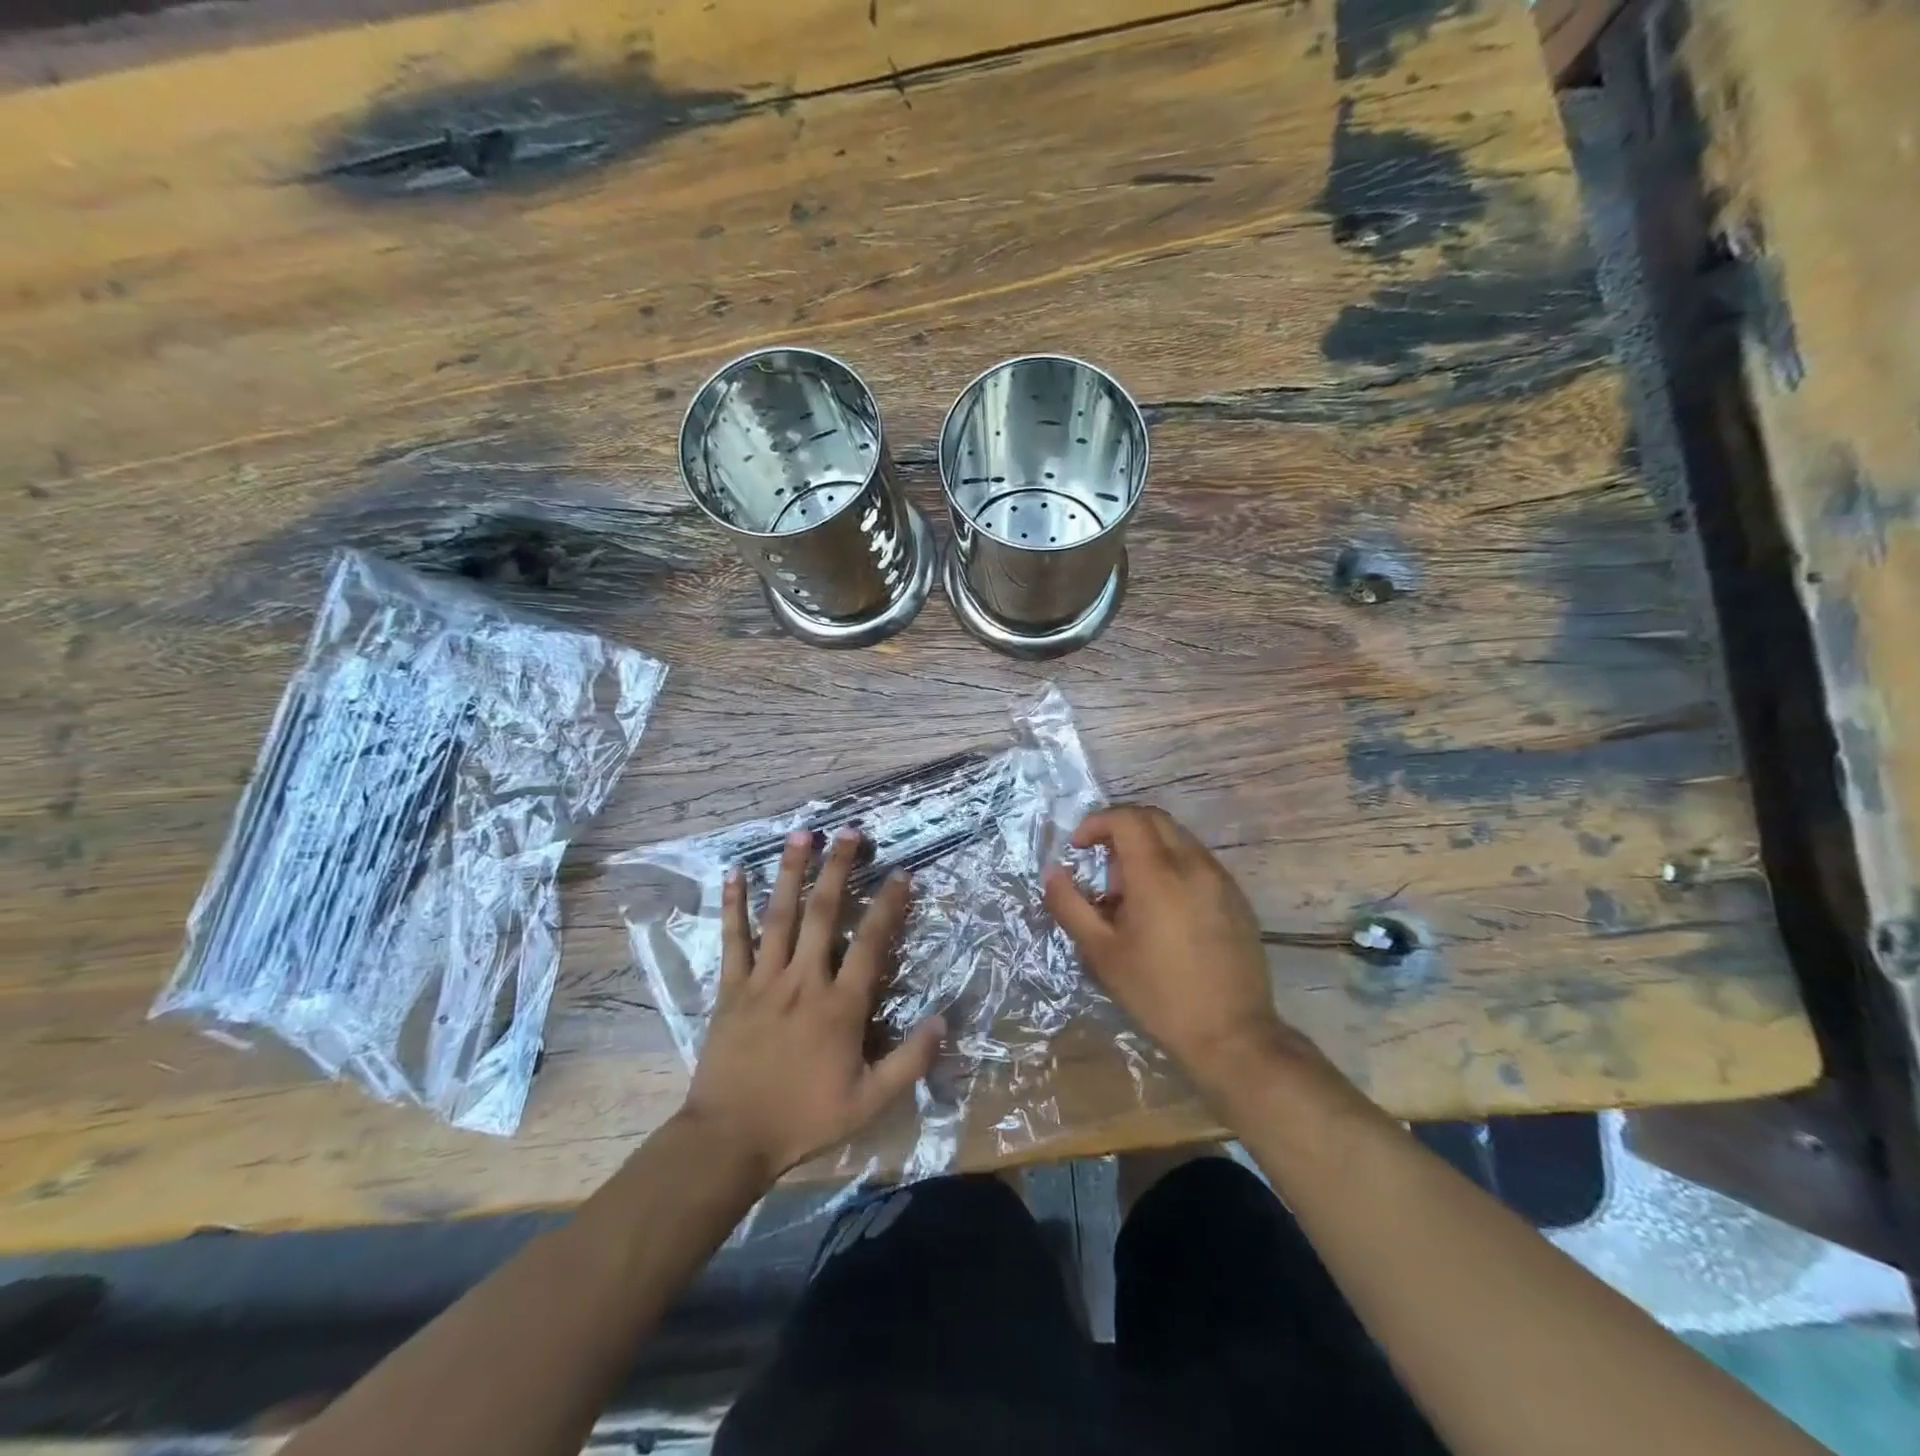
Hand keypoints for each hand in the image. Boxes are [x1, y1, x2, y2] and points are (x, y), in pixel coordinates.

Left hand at [682, 828, 944, 1183]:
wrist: (731, 1139)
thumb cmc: (803, 1118)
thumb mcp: (869, 1102)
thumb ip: (910, 1062)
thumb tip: (944, 1020)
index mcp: (840, 1005)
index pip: (872, 943)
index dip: (889, 905)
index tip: (902, 873)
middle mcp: (804, 980)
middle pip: (824, 913)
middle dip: (839, 868)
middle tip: (850, 833)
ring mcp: (764, 980)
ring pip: (780, 915)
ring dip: (792, 871)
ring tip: (802, 834)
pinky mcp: (732, 988)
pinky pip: (733, 939)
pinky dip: (733, 904)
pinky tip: (734, 872)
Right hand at [1042, 805, 1330, 1111]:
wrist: (1231, 1035)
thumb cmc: (1157, 994)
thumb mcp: (1101, 953)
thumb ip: (1070, 906)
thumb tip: (1053, 873)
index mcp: (1158, 874)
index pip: (1127, 818)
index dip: (1096, 823)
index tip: (1078, 848)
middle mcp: (1194, 865)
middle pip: (1154, 819)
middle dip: (1120, 831)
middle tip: (1103, 870)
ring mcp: (1221, 880)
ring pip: (1178, 839)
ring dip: (1147, 850)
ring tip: (1131, 898)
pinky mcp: (1237, 898)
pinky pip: (1198, 862)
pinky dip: (1172, 867)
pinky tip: (1164, 913)